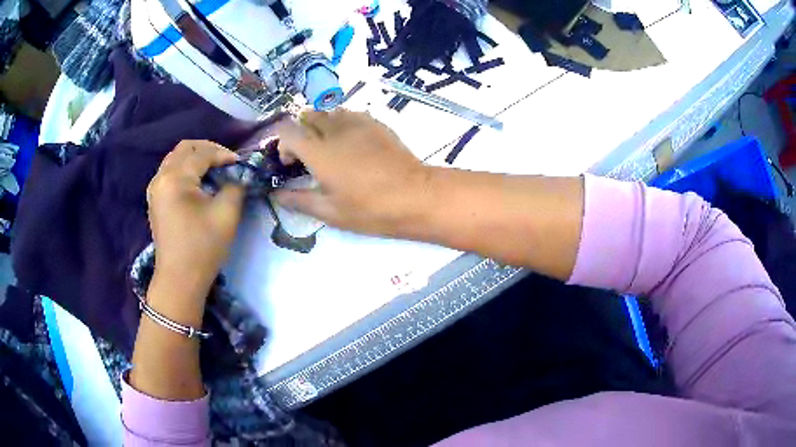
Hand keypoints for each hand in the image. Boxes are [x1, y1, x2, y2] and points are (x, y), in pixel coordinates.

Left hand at [146, 140, 244, 302]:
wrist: (180, 280)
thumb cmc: (203, 247)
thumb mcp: (226, 214)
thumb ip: (235, 186)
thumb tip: (237, 176)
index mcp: (175, 178)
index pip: (202, 154)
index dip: (223, 154)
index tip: (240, 163)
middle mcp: (161, 177)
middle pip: (184, 149)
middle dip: (207, 149)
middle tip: (225, 160)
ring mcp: (155, 189)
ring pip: (175, 159)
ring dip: (195, 158)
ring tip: (213, 169)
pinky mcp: (154, 200)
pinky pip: (169, 173)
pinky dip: (185, 170)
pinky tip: (197, 182)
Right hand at [273, 110, 435, 236]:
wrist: (415, 196)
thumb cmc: (370, 209)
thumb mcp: (330, 211)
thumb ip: (299, 200)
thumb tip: (276, 195)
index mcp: (318, 152)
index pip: (287, 130)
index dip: (282, 144)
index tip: (292, 164)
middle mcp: (334, 130)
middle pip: (307, 116)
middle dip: (302, 132)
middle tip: (310, 156)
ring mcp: (358, 123)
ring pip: (330, 112)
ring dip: (322, 125)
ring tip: (331, 147)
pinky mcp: (376, 123)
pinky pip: (351, 114)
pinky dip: (343, 123)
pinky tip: (352, 143)